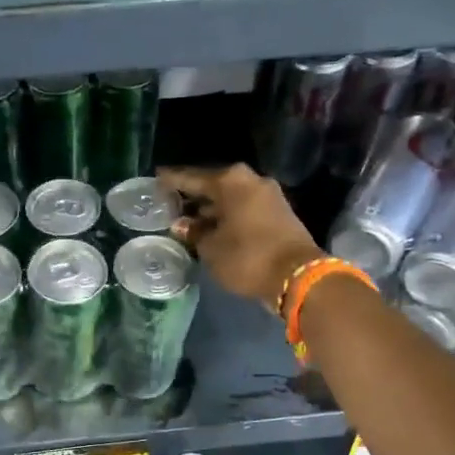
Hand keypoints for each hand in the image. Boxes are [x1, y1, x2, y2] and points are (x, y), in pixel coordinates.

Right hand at [160, 165, 321, 310]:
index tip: (156, 177)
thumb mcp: (211, 248)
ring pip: (230, 197)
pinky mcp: (278, 212)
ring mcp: (268, 195)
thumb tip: (182, 224)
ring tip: (188, 218)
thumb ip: (194, 233)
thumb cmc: (247, 257)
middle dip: (193, 195)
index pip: (192, 177)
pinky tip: (212, 226)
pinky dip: (227, 215)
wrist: (298, 277)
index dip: (172, 179)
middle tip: (170, 202)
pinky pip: (244, 208)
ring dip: (211, 207)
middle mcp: (251, 180)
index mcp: (231, 181)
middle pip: (214, 184)